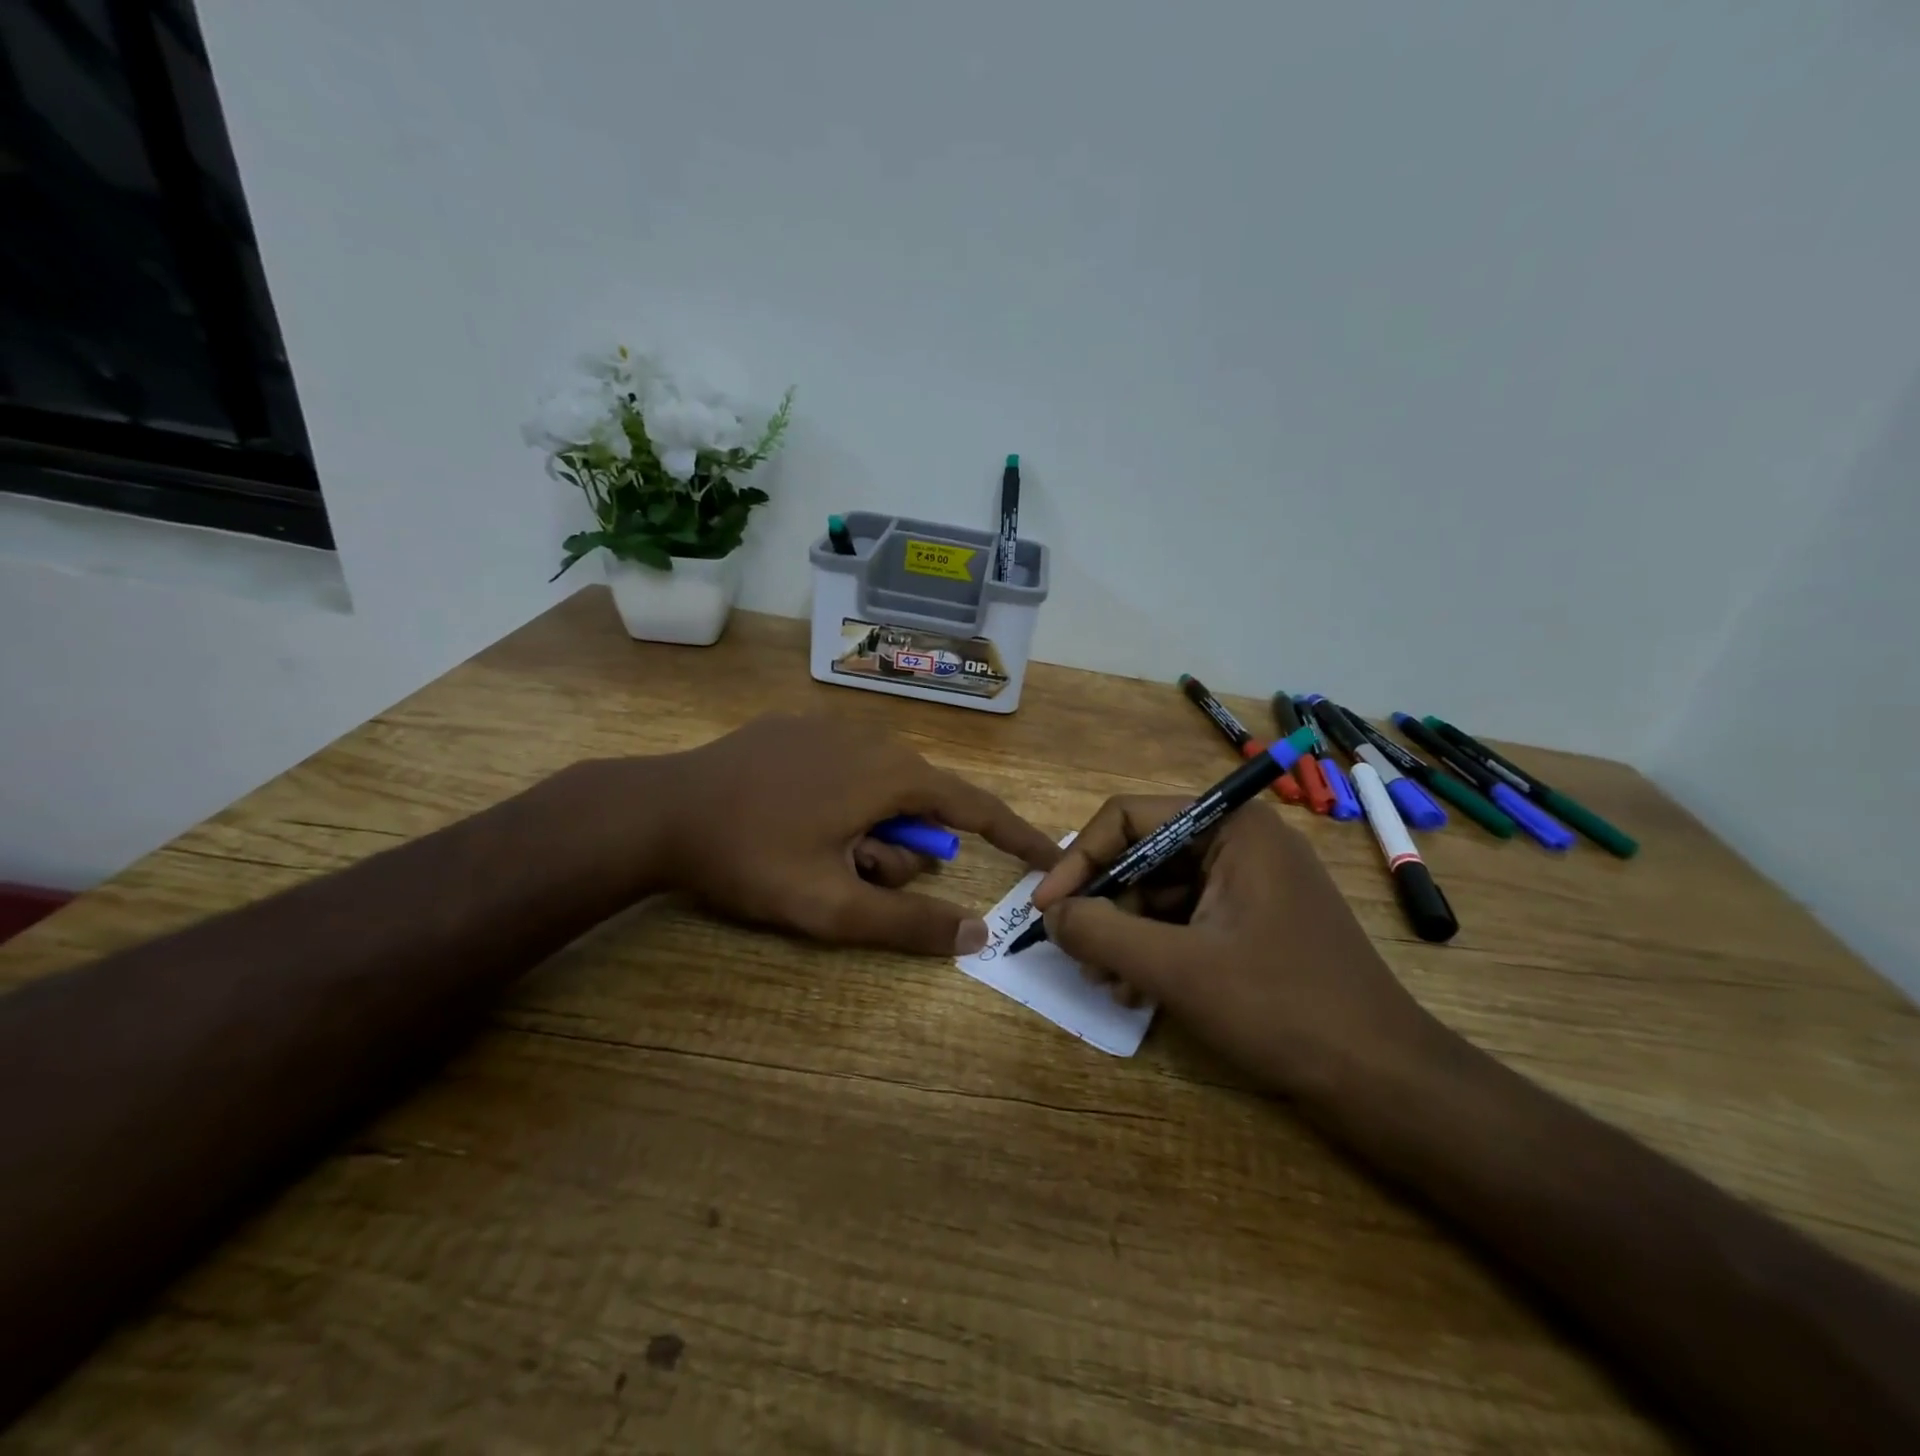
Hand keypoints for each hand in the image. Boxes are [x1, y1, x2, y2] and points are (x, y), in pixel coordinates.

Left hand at [640, 713, 1059, 955]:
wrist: (660, 810)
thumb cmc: (752, 858)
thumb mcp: (832, 907)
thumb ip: (909, 924)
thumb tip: (979, 934)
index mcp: (893, 774)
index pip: (976, 807)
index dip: (1016, 836)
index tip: (1049, 857)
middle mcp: (874, 738)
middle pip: (920, 806)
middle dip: (898, 851)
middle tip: (849, 877)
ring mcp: (832, 726)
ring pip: (880, 788)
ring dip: (864, 830)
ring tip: (812, 852)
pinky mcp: (797, 726)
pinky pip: (845, 769)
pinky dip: (839, 802)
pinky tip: (789, 818)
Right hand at [1030, 798, 1432, 1093]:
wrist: (1384, 1081)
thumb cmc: (1281, 1007)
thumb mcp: (1177, 968)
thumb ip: (1102, 932)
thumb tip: (1050, 913)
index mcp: (1231, 827)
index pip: (1130, 817)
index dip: (1080, 859)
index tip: (1046, 907)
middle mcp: (1241, 842)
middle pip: (1144, 856)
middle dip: (1105, 907)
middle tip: (1077, 955)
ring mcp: (1252, 884)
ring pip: (1161, 893)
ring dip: (1126, 935)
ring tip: (1107, 983)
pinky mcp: (1255, 923)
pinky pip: (1187, 920)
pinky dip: (1155, 951)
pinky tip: (1137, 992)